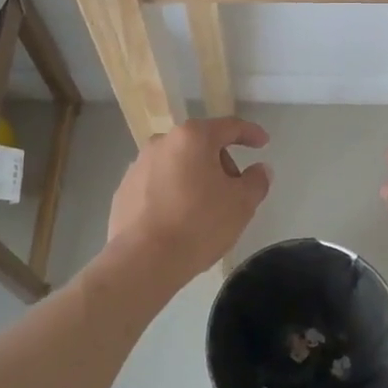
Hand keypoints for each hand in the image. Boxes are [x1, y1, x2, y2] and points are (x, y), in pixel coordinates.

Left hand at [101, 118, 271, 296]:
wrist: (142, 261)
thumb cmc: (198, 224)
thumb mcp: (241, 204)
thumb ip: (256, 181)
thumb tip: (260, 169)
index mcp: (193, 137)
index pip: (229, 126)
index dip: (250, 133)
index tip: (263, 143)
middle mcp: (162, 142)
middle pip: (201, 145)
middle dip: (221, 162)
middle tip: (234, 191)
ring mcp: (138, 165)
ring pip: (178, 164)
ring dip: (195, 178)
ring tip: (205, 210)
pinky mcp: (124, 189)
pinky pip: (158, 184)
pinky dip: (172, 193)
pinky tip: (178, 220)